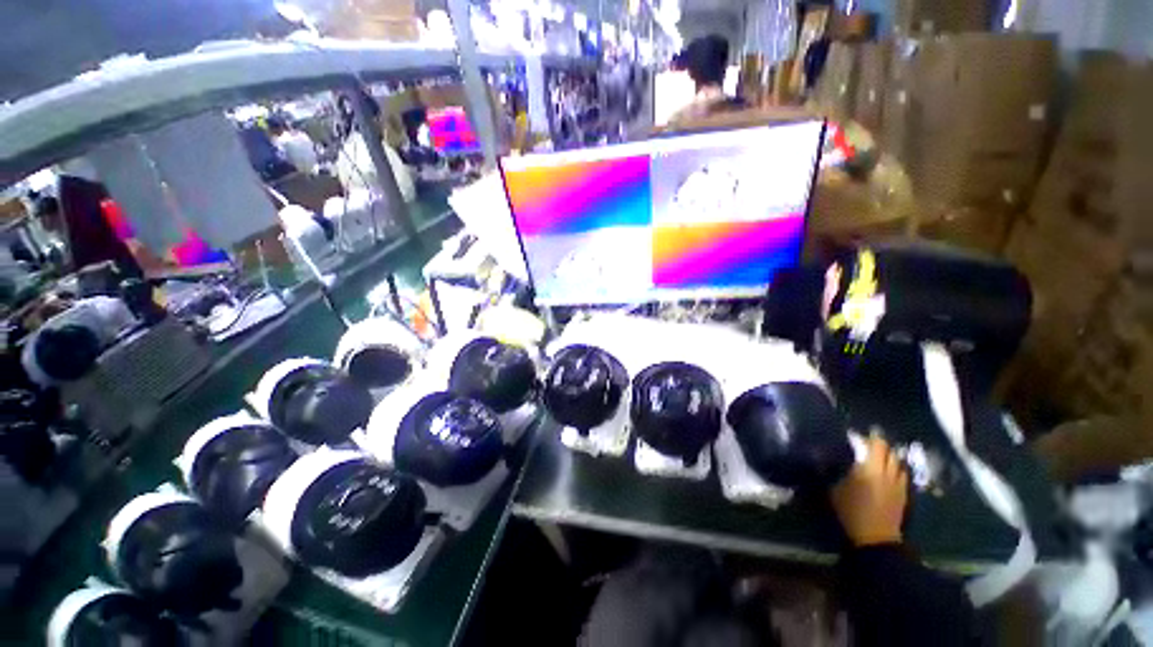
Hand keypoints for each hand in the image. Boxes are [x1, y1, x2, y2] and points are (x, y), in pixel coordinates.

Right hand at [830, 433, 908, 546]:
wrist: (876, 536)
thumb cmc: (852, 510)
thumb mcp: (834, 490)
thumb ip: (834, 472)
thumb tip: (827, 460)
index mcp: (870, 467)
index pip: (876, 445)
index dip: (870, 438)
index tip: (861, 436)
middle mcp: (887, 472)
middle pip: (890, 452)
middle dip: (881, 447)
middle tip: (869, 446)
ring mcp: (898, 484)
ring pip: (898, 464)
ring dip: (890, 458)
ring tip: (879, 459)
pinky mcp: (903, 495)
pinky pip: (902, 476)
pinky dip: (895, 471)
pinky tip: (887, 475)